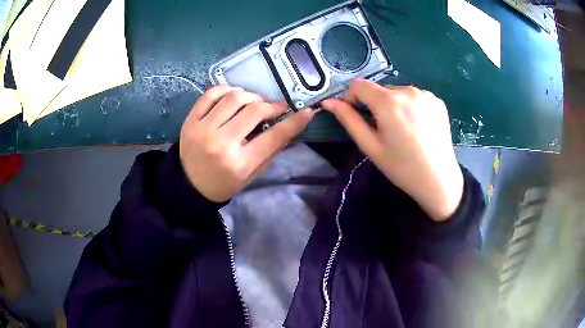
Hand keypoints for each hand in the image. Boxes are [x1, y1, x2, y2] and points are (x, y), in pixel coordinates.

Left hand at [179, 86, 313, 201]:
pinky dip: (226, 89)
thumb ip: (270, 152)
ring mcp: (203, 129)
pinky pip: (210, 95)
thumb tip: (289, 129)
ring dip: (251, 96)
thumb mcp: (251, 175)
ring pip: (234, 98)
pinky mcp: (191, 121)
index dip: (294, 122)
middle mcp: (221, 143)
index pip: (274, 137)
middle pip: (254, 111)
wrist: (189, 186)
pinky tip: (234, 94)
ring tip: (255, 102)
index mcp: (239, 163)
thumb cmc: (223, 184)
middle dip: (271, 106)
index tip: (306, 112)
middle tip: (276, 108)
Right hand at [321, 79, 462, 220]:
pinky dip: (410, 106)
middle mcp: (407, 91)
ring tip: (402, 129)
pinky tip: (417, 126)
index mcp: (388, 102)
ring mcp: (425, 94)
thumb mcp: (371, 146)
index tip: (355, 114)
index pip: (358, 85)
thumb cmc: (402, 167)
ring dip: (393, 105)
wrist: (438, 180)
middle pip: (380, 89)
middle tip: (382, 129)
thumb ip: (349, 120)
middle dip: (375, 104)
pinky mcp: (436, 100)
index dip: (351, 97)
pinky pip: (414, 97)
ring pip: (397, 92)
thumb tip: (329, 102)